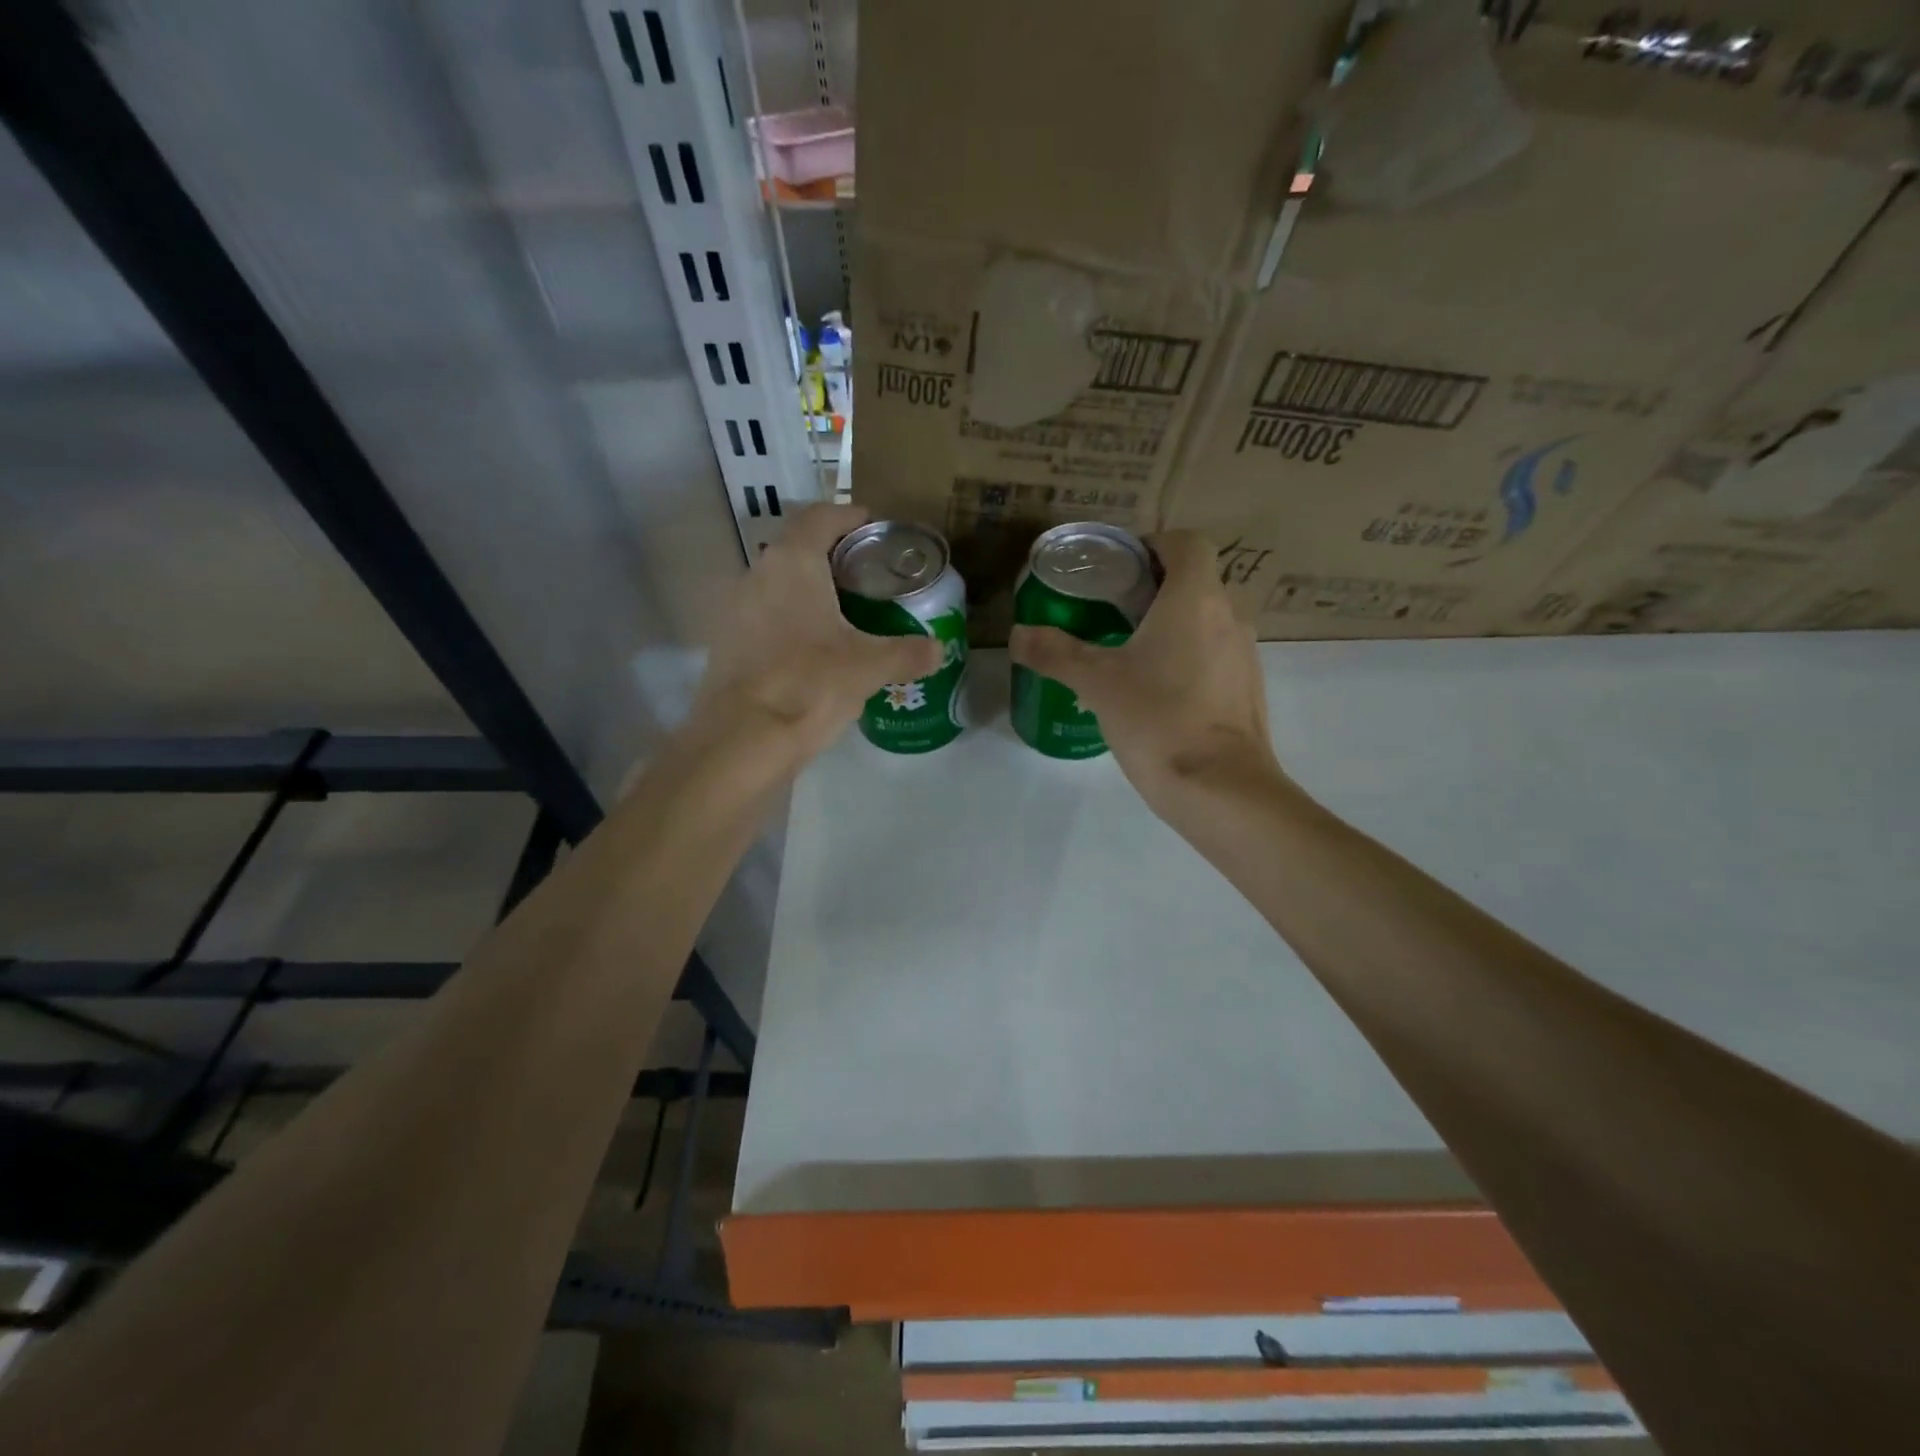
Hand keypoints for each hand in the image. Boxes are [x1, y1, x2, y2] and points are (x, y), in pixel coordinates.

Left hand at [690, 504, 941, 765]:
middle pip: (798, 549)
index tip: (874, 528)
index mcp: (792, 563)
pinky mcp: (726, 643)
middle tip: (870, 576)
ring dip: (810, 590)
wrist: (740, 741)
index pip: (821, 517)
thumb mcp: (868, 667)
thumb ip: (907, 653)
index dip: (849, 516)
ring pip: (779, 584)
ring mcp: (735, 609)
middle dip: (834, 557)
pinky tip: (816, 649)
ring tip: (847, 613)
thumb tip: (939, 650)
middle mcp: (757, 574)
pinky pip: (765, 616)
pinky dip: (792, 619)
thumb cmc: (809, 685)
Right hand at [1009, 531, 1286, 816]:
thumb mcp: (1097, 683)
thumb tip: (1018, 634)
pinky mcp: (1247, 689)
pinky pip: (1216, 654)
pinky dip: (1188, 656)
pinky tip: (1157, 691)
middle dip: (1154, 587)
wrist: (1220, 788)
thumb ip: (1055, 653)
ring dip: (1172, 624)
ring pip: (1207, 619)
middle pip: (1195, 581)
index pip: (1188, 543)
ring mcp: (1244, 654)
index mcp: (1195, 599)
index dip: (1154, 545)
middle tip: (1110, 610)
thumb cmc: (1158, 719)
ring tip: (1128, 651)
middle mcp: (1229, 616)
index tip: (1120, 566)